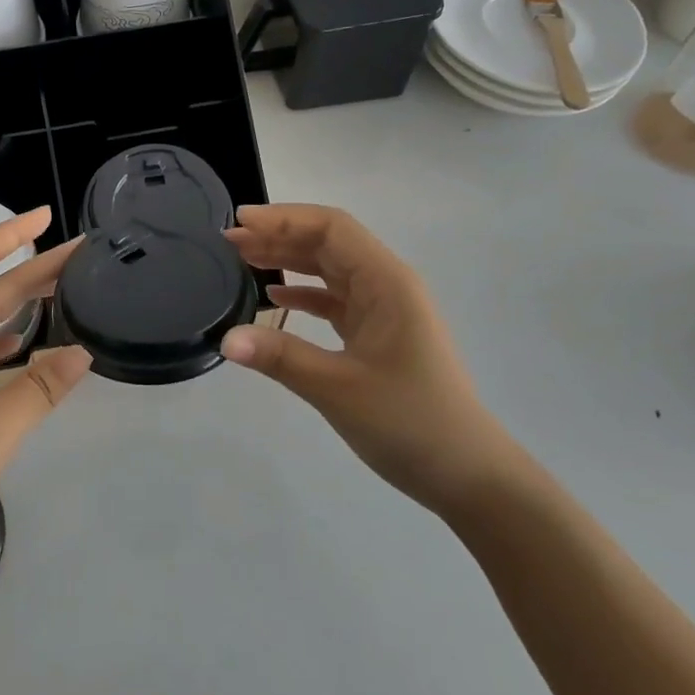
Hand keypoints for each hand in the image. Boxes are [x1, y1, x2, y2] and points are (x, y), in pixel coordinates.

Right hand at [220, 203, 519, 513]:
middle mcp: (387, 285)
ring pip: (330, 269)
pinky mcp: (379, 333)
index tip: (241, 221)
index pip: (332, 228)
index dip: (285, 218)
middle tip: (230, 241)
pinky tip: (275, 298)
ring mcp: (385, 309)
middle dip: (280, 236)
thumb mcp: (338, 389)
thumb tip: (225, 339)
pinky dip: (304, 293)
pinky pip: (336, 299)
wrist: (468, 475)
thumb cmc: (410, 423)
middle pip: (329, 243)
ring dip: (289, 260)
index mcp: (386, 283)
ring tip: (244, 259)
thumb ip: (280, 357)